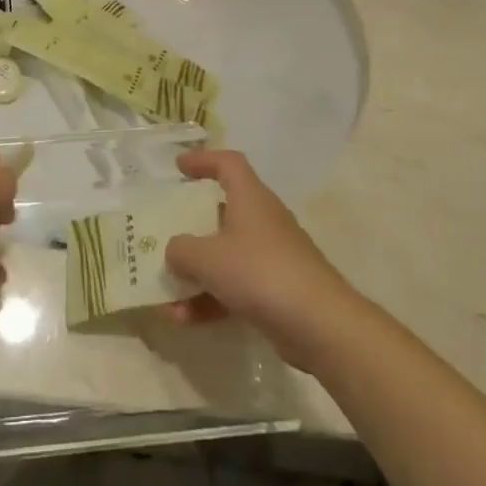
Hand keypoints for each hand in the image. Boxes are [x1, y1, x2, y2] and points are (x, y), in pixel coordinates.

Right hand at [164, 149, 351, 365]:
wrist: (320, 326)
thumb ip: (181, 249)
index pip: (228, 164)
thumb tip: (174, 251)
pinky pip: (235, 288)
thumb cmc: (260, 273)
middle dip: (193, 223)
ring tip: (165, 295)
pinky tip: (184, 320)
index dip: (203, 160)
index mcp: (250, 199)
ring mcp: (273, 258)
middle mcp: (263, 221)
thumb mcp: (206, 257)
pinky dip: (210, 300)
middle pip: (224, 211)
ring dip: (195, 273)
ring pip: (226, 256)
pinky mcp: (277, 291)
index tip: (178, 167)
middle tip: (166, 229)